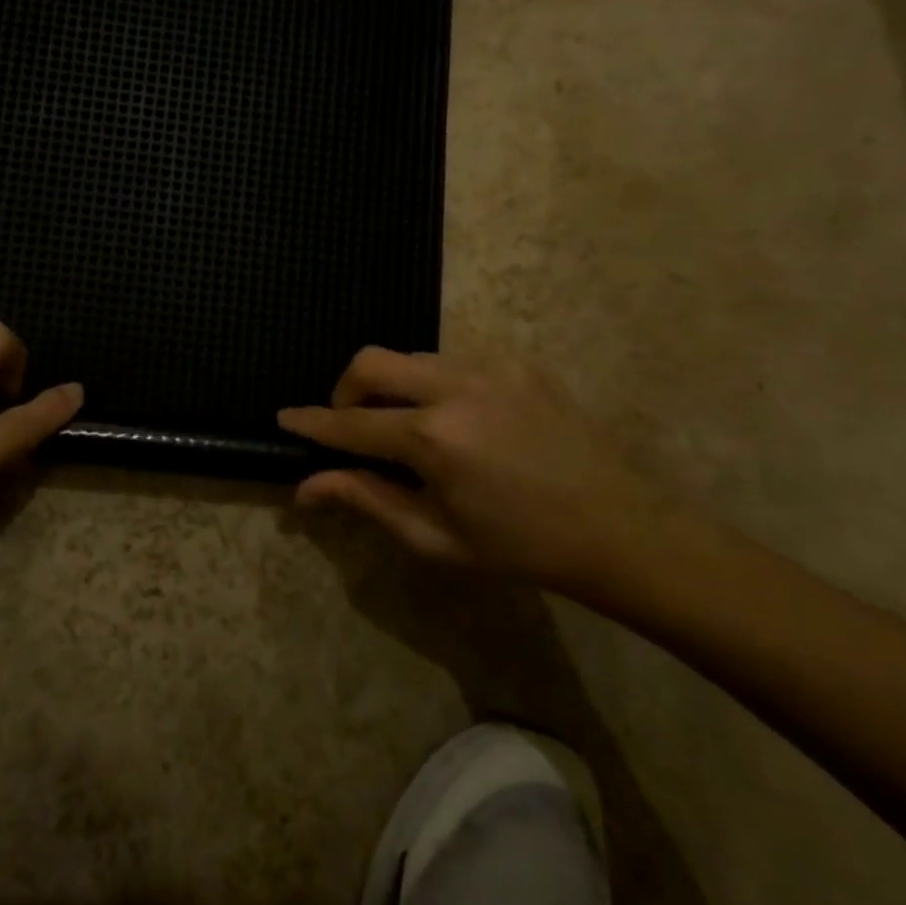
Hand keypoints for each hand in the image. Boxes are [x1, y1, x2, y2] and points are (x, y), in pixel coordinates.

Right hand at [278, 347, 689, 596]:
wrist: (621, 530)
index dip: (312, 422)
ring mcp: (492, 367)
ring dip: (393, 386)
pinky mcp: (519, 362)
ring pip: (412, 357)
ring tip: (410, 428)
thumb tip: (305, 488)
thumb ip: (365, 500)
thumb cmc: (520, 547)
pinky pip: (454, 361)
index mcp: (433, 438)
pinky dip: (434, 385)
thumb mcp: (435, 537)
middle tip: (353, 426)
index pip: (350, 422)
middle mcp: (456, 387)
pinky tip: (459, 421)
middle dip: (346, 389)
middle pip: (371, 362)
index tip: (284, 417)